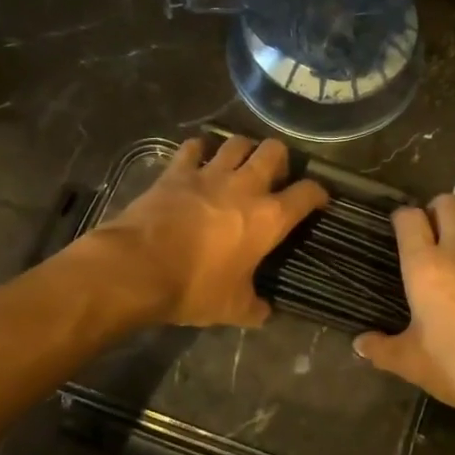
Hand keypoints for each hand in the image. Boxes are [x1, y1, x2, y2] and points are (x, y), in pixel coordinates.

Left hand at [88, 135, 327, 327]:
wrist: (136, 268)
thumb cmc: (193, 287)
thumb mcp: (232, 309)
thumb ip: (255, 307)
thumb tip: (266, 312)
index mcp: (269, 218)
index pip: (308, 193)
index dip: (318, 194)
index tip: (318, 200)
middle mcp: (245, 186)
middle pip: (274, 150)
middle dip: (280, 159)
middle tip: (274, 176)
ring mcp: (209, 174)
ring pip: (237, 142)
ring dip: (243, 149)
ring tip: (239, 163)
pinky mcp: (177, 172)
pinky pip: (193, 147)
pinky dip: (199, 151)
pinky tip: (198, 160)